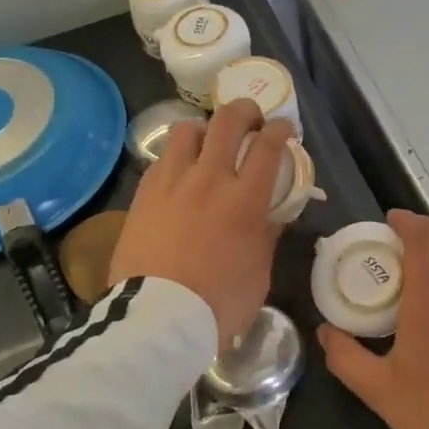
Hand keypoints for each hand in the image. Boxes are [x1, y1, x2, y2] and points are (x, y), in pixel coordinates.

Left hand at [111, 98, 292, 352]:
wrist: (158, 319)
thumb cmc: (219, 302)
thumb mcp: (259, 271)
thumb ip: (267, 234)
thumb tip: (272, 213)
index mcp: (244, 199)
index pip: (268, 145)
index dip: (281, 129)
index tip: (285, 129)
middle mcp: (208, 179)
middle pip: (228, 121)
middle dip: (245, 110)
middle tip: (252, 118)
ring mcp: (171, 183)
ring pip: (188, 130)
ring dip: (206, 128)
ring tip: (210, 141)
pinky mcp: (144, 194)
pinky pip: (163, 158)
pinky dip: (178, 155)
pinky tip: (182, 171)